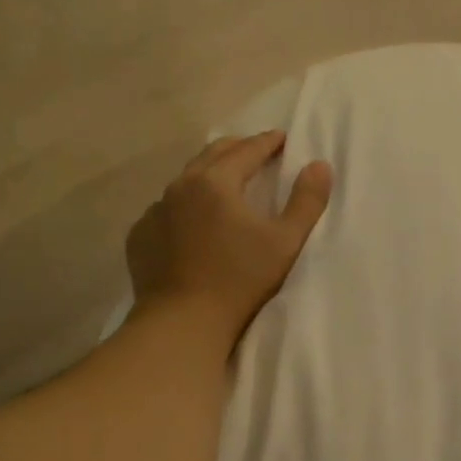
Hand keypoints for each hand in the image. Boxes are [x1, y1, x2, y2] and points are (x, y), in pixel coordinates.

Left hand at [126, 131, 332, 346]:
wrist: (182, 322)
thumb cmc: (239, 280)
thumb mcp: (285, 241)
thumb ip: (306, 200)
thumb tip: (319, 165)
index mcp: (216, 181)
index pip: (247, 150)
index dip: (267, 142)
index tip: (282, 138)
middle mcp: (180, 187)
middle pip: (212, 154)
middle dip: (237, 148)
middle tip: (255, 150)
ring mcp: (155, 211)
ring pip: (185, 180)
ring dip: (208, 174)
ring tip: (224, 182)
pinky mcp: (140, 236)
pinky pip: (166, 210)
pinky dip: (184, 206)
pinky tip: (192, 221)